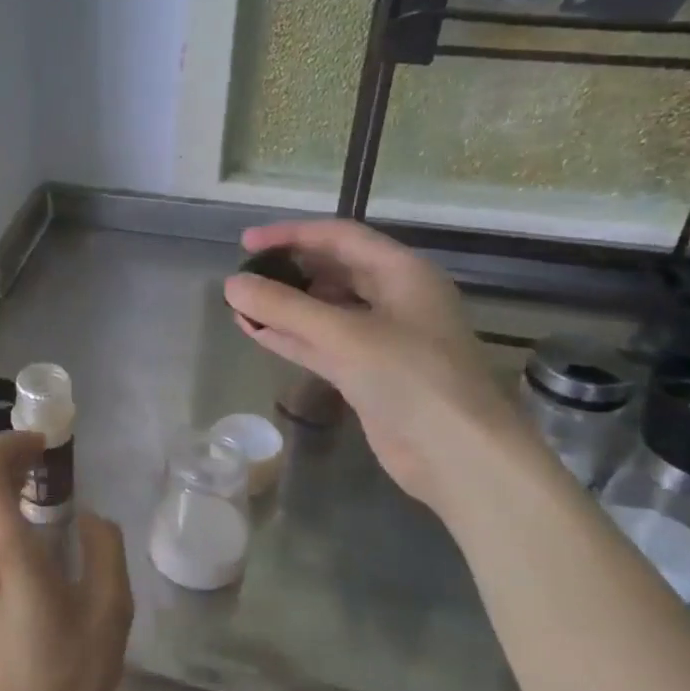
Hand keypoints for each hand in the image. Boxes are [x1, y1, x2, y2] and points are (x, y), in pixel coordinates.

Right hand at [223, 219, 538, 514]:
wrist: (458, 455)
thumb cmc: (411, 378)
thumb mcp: (344, 335)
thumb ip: (284, 307)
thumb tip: (231, 284)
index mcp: (402, 273)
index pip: (339, 237)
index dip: (291, 235)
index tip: (247, 243)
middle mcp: (394, 298)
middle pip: (332, 271)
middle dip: (287, 271)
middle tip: (243, 277)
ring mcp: (382, 338)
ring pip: (324, 310)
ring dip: (284, 307)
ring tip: (240, 305)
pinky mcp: (368, 373)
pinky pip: (323, 344)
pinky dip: (291, 336)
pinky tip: (256, 332)